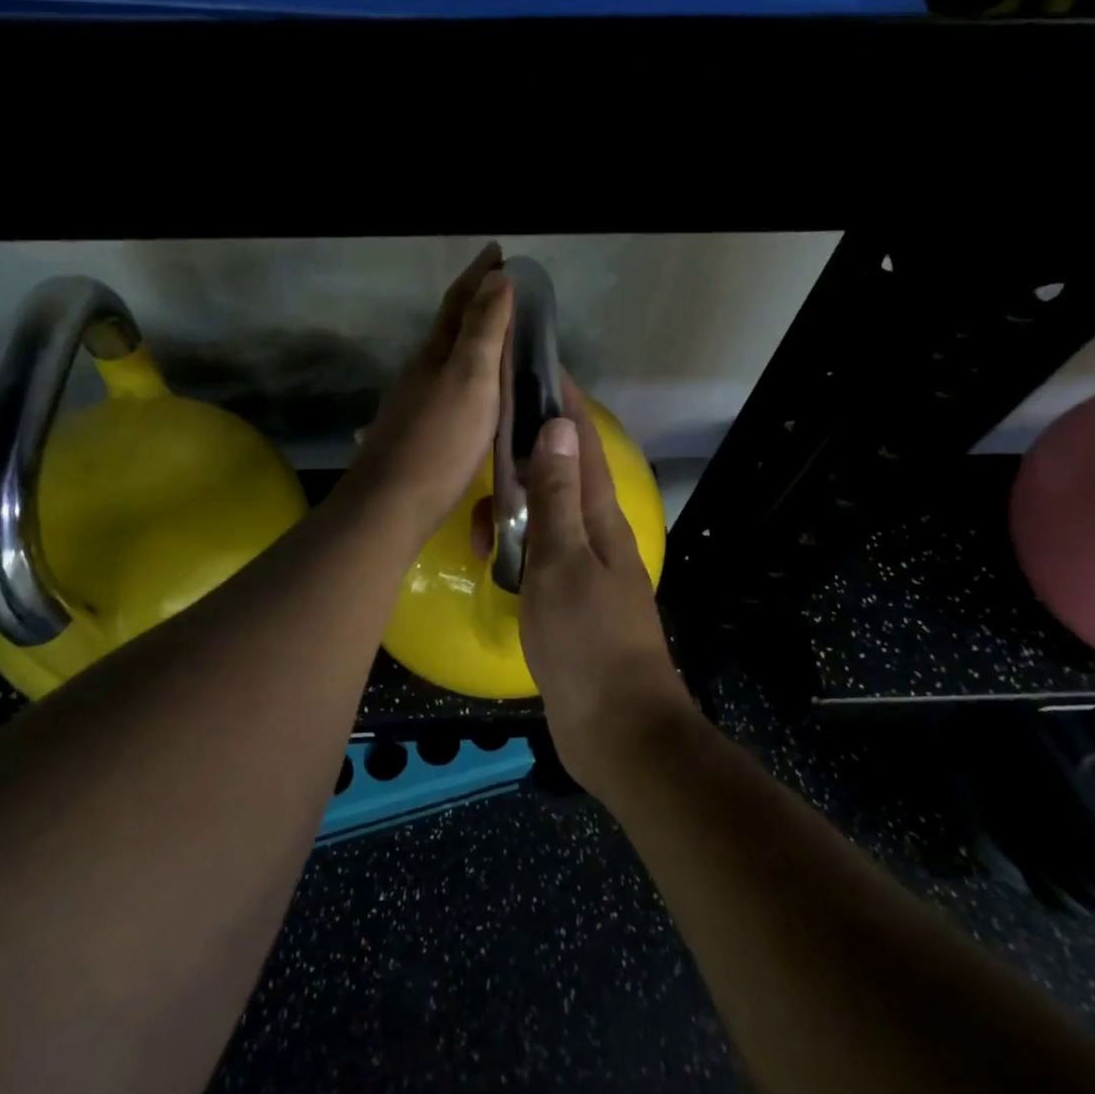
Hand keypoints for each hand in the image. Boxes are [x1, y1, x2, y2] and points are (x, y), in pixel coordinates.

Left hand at [343, 243, 512, 546]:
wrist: (390, 504)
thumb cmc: (440, 441)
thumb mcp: (471, 379)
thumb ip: (484, 330)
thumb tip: (496, 278)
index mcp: (436, 354)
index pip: (459, 301)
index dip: (479, 275)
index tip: (498, 250)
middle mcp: (420, 370)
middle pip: (448, 326)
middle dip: (474, 301)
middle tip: (503, 289)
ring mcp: (413, 401)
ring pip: (445, 357)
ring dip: (469, 338)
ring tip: (496, 336)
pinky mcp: (414, 431)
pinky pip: (445, 386)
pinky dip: (464, 374)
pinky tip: (471, 391)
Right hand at [518, 381, 693, 795]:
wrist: (616, 729)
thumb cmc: (588, 641)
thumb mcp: (564, 561)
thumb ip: (556, 496)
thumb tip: (557, 427)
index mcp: (601, 517)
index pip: (582, 443)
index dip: (563, 402)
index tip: (538, 364)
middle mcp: (595, 534)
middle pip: (560, 473)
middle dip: (526, 447)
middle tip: (486, 428)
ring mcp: (581, 567)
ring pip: (543, 515)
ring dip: (513, 503)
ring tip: (478, 511)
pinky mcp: (566, 598)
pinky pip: (536, 553)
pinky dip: (513, 544)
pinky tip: (488, 552)